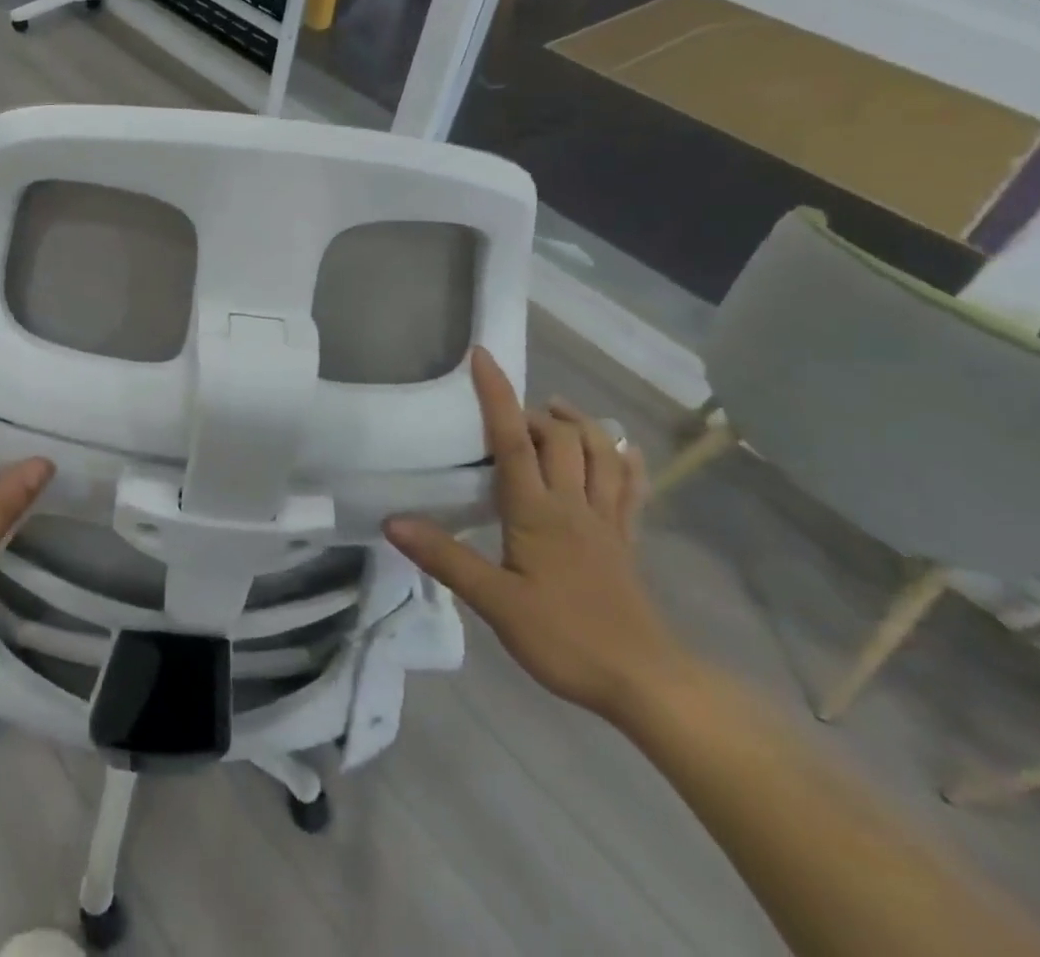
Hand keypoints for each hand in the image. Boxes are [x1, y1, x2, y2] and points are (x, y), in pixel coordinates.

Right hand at [386, 349, 694, 723]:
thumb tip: (393, 520)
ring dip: (578, 423)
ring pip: (600, 451)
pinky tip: (618, 448)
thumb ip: (445, 557)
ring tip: (556, 412)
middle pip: (560, 436)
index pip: (512, 439)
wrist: (645, 682)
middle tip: (508, 415)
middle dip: (534, 412)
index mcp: (537, 511)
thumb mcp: (495, 602)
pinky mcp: (626, 540)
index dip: (497, 394)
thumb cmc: (564, 638)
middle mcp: (574, 503)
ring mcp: (606, 520)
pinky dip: (624, 458)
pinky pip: (631, 486)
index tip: (482, 356)